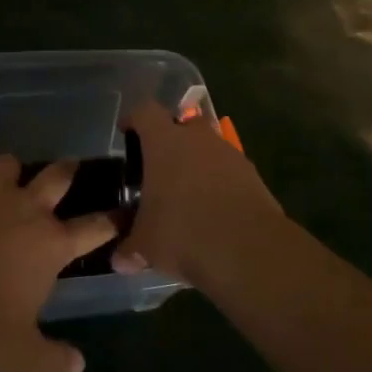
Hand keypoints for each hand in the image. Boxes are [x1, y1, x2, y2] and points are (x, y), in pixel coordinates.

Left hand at [0, 156, 115, 371]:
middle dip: (67, 170)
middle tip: (69, 167)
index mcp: (51, 244)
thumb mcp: (20, 356)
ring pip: (9, 165)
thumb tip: (79, 366)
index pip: (95, 227)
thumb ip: (53, 359)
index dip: (111, 220)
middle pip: (57, 176)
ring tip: (3, 181)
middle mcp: (27, 208)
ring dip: (10, 173)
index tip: (119, 213)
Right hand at [115, 100, 283, 284]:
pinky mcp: (252, 174)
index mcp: (164, 142)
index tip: (126, 132)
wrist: (247, 248)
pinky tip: (213, 210)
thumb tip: (119, 259)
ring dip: (197, 163)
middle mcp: (197, 138)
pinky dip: (218, 182)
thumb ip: (130, 247)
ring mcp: (229, 153)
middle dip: (170, 140)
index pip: (145, 112)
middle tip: (158, 167)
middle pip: (181, 124)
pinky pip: (228, 170)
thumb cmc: (183, 233)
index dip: (133, 119)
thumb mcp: (146, 245)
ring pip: (207, 147)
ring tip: (187, 194)